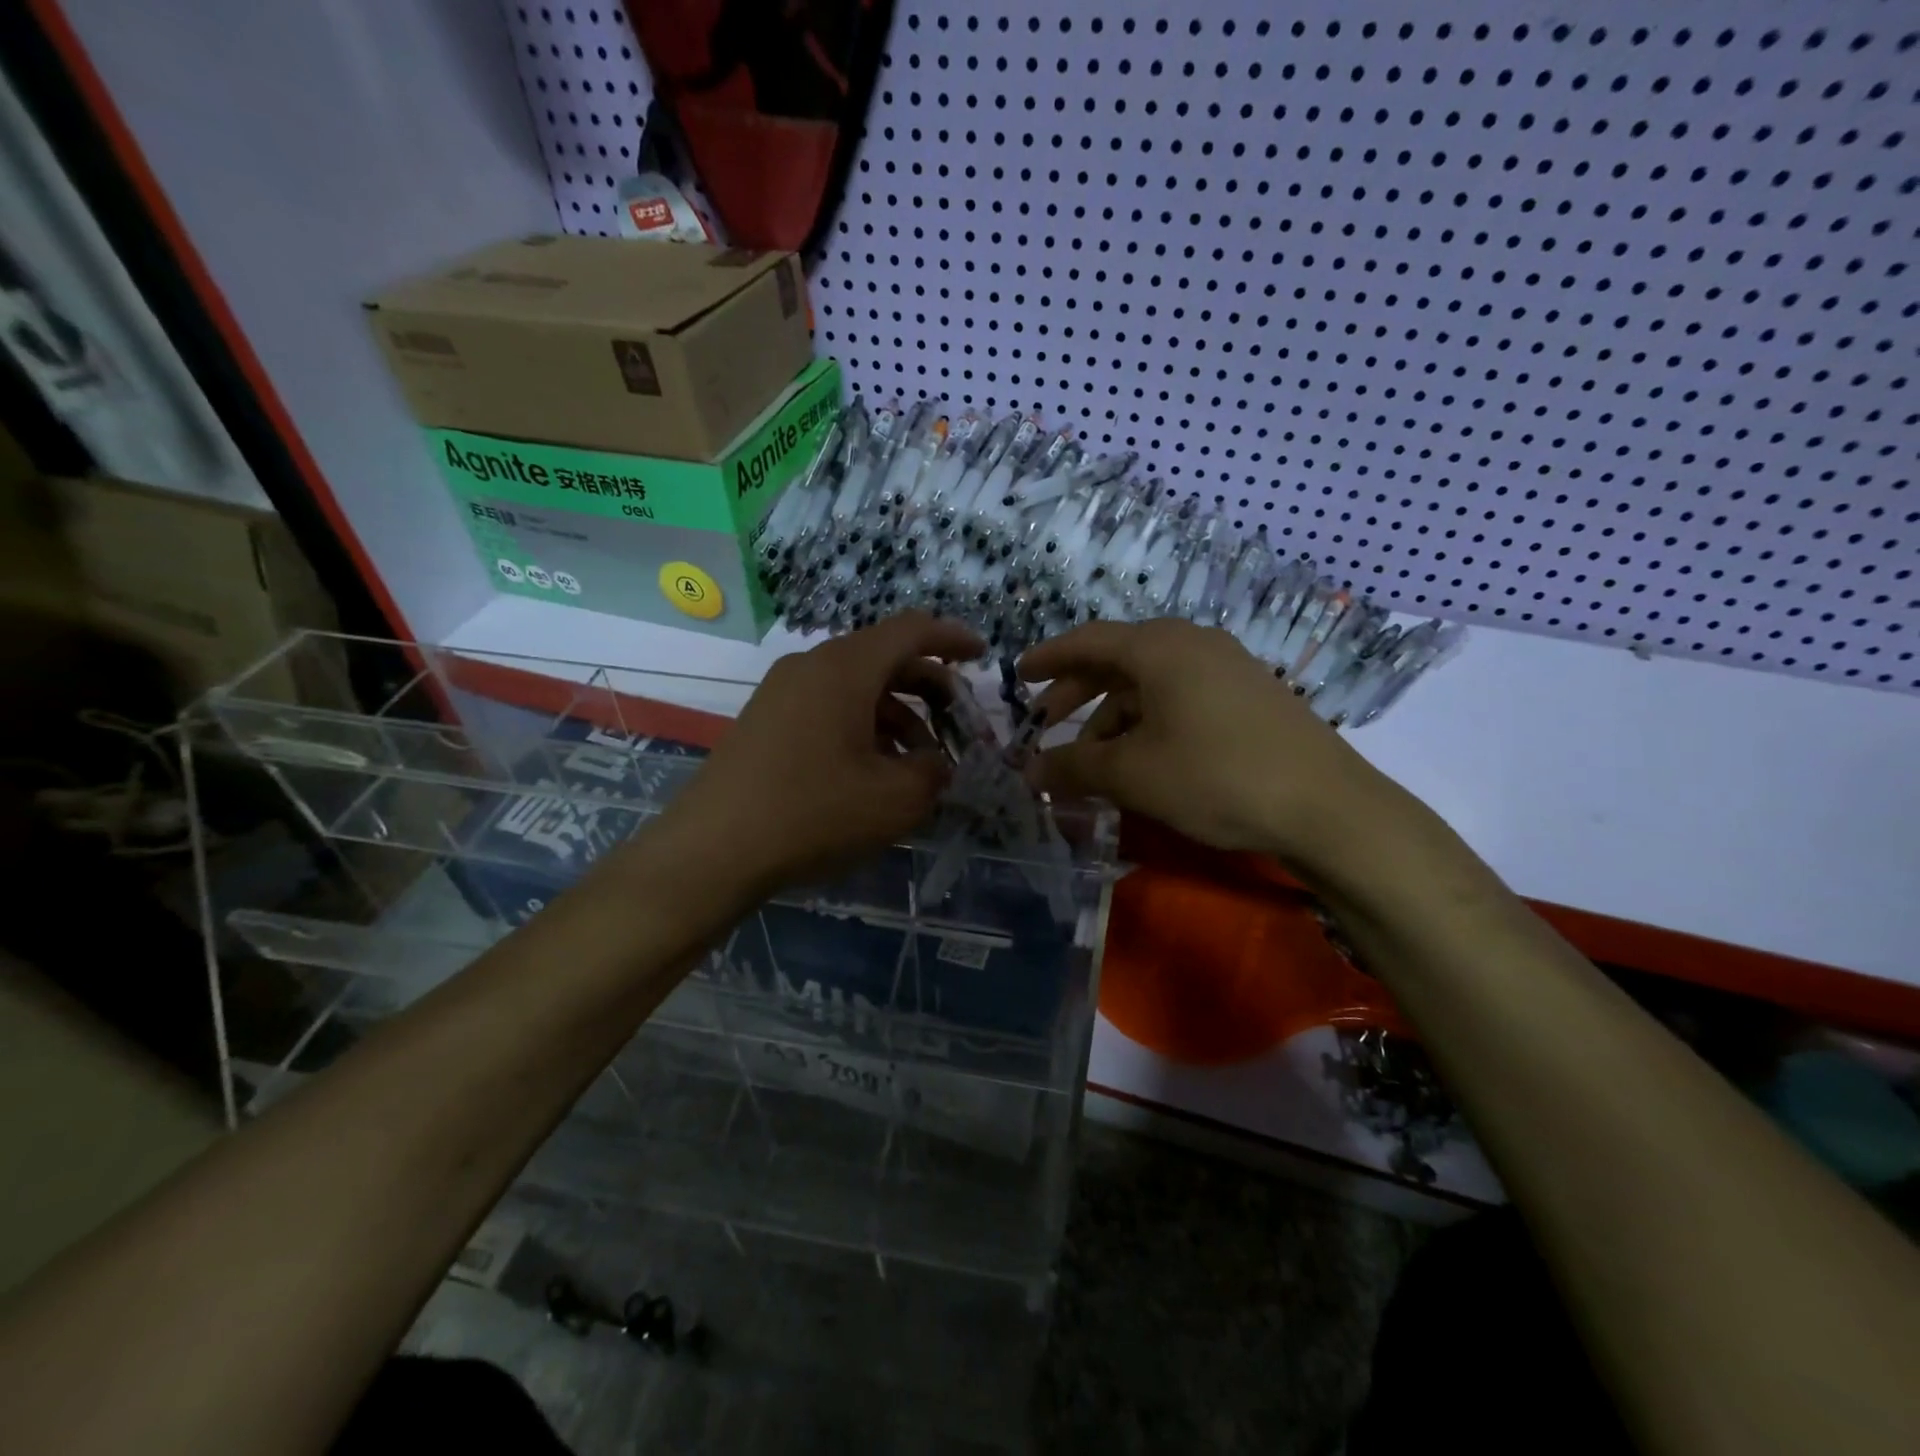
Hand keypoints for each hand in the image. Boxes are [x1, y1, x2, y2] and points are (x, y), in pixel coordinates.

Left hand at [653, 612, 983, 899]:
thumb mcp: (896, 799)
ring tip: (919, 762)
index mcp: (846, 667)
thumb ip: (933, 771)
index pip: (911, 630)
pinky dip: (862, 727)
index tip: (982, 657)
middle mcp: (812, 666)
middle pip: (884, 658)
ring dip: (896, 715)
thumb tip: (935, 762)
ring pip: (856, 687)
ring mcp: (782, 691)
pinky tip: (873, 771)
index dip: (952, 639)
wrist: (712, 850)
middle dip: (928, 687)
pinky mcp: (765, 720)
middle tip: (957, 723)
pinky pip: (828, 707)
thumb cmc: (814, 813)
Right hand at [1019, 619, 1411, 871]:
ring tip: (1092, 759)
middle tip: (1044, 723)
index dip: (1048, 658)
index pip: (1087, 641)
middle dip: (1076, 693)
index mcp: (1159, 647)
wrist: (1326, 805)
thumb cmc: (1215, 776)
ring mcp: (1226, 668)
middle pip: (1118, 660)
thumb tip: (1029, 771)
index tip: (1017, 675)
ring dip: (1112, 716)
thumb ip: (1073, 767)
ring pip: (1150, 684)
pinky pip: (1179, 698)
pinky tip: (1141, 759)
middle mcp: (1192, 644)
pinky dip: (1148, 722)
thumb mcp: (1132, 774)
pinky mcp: (1248, 696)